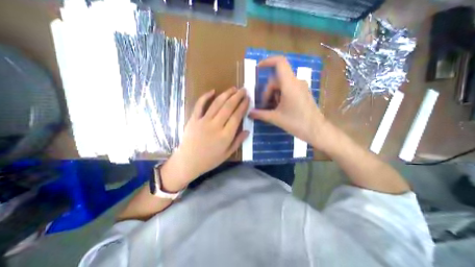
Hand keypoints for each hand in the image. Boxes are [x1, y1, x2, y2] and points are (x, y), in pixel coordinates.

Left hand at [160, 87, 248, 191]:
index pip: (237, 116)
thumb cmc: (210, 160)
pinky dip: (205, 96)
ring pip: (217, 104)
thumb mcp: (227, 154)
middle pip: (228, 107)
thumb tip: (248, 131)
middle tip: (243, 89)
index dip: (243, 106)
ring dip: (226, 94)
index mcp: (225, 135)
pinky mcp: (193, 119)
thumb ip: (238, 141)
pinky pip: (199, 105)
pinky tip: (212, 90)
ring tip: (233, 88)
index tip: (248, 99)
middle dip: (237, 96)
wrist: (188, 162)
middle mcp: (215, 126)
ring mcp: (203, 121)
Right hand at [249, 56, 326, 147]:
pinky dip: (280, 96)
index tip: (258, 68)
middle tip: (264, 106)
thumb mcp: (275, 118)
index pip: (280, 63)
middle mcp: (296, 82)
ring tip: (272, 109)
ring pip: (282, 85)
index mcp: (290, 85)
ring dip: (273, 95)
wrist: (316, 130)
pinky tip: (279, 108)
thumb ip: (260, 114)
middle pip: (277, 79)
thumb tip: (249, 113)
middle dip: (267, 91)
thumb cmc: (296, 123)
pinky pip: (288, 89)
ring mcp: (301, 87)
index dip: (268, 61)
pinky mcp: (303, 93)